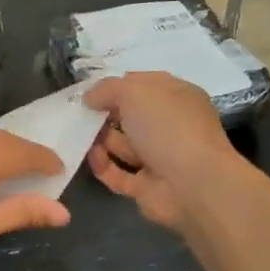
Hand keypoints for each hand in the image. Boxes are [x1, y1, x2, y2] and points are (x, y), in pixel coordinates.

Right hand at [83, 72, 238, 230]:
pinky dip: (102, 165)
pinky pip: (117, 173)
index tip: (87, 91)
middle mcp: (169, 125)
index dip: (115, 85)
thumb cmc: (167, 128)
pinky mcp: (146, 186)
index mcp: (175, 96)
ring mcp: (159, 157)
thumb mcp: (134, 92)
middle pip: (129, 115)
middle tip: (77, 114)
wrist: (193, 185)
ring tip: (76, 135)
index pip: (141, 84)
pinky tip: (88, 157)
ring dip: (99, 139)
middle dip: (103, 114)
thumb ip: (107, 89)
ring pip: (122, 144)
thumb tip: (89, 98)